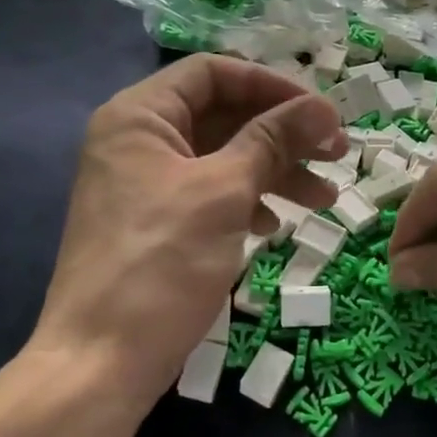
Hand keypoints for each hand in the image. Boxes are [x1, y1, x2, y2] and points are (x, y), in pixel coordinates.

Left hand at [31, 56, 346, 411]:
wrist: (100, 363)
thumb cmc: (161, 263)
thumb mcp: (224, 192)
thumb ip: (273, 140)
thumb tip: (324, 107)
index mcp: (139, 115)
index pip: (214, 73)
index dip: (272, 86)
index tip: (321, 113)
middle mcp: (137, 139)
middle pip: (222, 115)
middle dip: (282, 134)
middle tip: (336, 155)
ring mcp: (144, 183)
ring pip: (222, 157)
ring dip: (274, 171)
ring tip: (323, 199)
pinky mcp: (154, 223)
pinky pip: (209, 194)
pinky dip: (247, 202)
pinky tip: (274, 226)